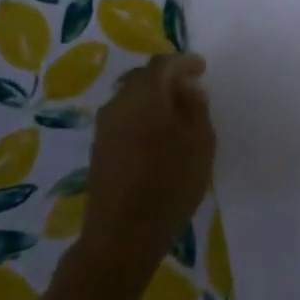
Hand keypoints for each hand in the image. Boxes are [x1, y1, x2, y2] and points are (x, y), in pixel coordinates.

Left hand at [80, 53, 215, 272]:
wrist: (121, 237)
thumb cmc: (169, 184)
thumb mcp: (200, 143)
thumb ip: (196, 108)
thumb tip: (188, 88)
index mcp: (146, 93)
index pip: (164, 63)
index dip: (184, 62)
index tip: (201, 68)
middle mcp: (120, 101)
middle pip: (143, 77)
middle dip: (166, 78)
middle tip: (188, 88)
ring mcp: (105, 126)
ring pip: (130, 98)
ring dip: (151, 99)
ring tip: (173, 114)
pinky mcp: (98, 149)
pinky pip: (123, 118)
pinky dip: (140, 117)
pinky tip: (154, 136)